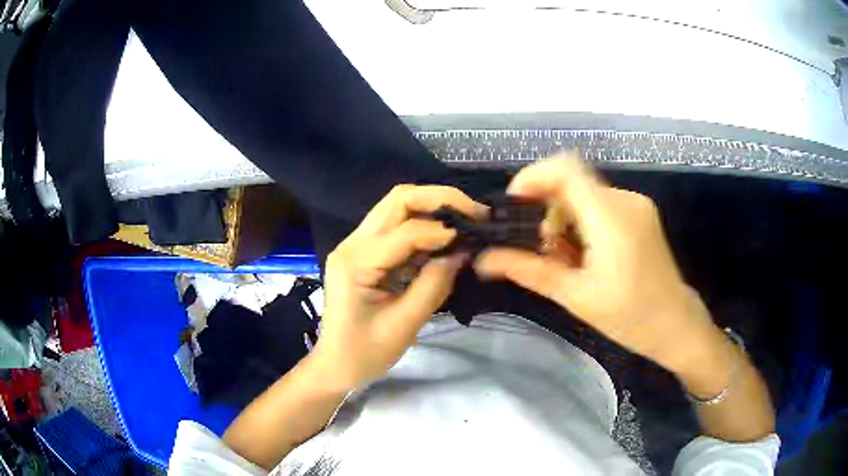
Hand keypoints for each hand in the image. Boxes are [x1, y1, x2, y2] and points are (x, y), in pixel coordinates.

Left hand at [312, 185, 485, 390]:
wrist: (336, 365)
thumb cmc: (365, 353)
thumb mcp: (404, 324)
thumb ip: (434, 284)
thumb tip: (462, 251)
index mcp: (356, 263)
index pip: (405, 231)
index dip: (442, 230)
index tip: (473, 238)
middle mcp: (352, 244)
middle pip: (398, 200)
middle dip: (439, 199)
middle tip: (473, 212)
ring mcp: (355, 245)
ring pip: (396, 207)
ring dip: (432, 208)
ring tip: (464, 221)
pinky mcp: (364, 252)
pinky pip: (396, 226)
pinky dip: (423, 226)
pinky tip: (443, 239)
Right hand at [475, 154, 719, 371]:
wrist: (676, 324)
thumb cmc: (629, 317)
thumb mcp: (575, 297)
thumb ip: (529, 270)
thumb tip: (483, 260)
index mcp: (611, 218)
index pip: (565, 169)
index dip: (532, 177)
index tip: (513, 206)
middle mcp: (625, 200)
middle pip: (571, 181)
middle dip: (545, 207)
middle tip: (538, 246)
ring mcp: (636, 204)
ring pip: (584, 193)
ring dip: (563, 217)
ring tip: (562, 257)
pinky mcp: (640, 212)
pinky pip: (600, 203)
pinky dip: (581, 221)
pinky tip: (583, 253)